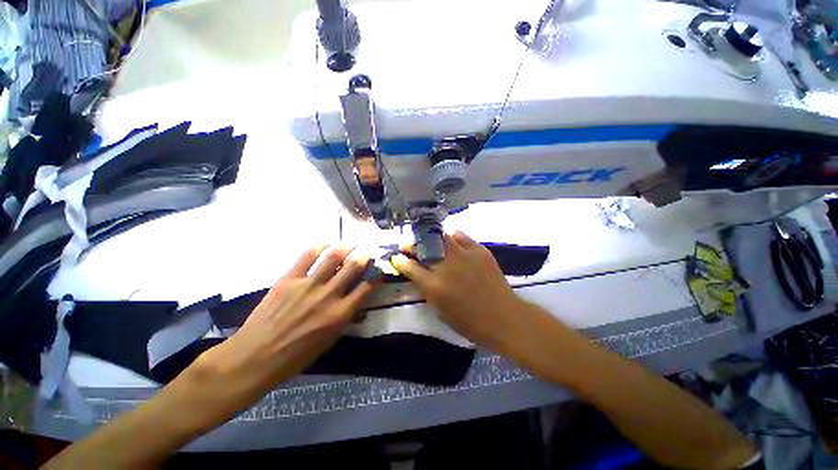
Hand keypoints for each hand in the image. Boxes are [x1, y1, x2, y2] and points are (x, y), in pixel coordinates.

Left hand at [202, 244, 374, 398]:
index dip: (376, 275)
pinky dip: (319, 246)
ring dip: (346, 247)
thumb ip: (345, 318)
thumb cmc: (296, 356)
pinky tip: (326, 243)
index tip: (379, 270)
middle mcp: (328, 295)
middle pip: (353, 267)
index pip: (366, 287)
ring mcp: (308, 284)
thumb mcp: (329, 341)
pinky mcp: (289, 278)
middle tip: (368, 249)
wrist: (255, 357)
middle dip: (364, 255)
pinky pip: (307, 255)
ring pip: (333, 257)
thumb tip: (355, 302)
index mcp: (340, 314)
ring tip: (351, 243)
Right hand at [391, 231, 525, 351]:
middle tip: (408, 243)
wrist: (503, 317)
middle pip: (423, 247)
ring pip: (442, 236)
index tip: (396, 257)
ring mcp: (464, 256)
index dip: (400, 261)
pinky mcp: (479, 251)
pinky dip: (454, 237)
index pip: (410, 267)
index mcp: (434, 286)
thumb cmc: (469, 322)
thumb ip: (426, 290)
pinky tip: (452, 240)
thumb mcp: (440, 310)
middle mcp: (446, 267)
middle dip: (412, 243)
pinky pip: (462, 236)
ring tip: (430, 239)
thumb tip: (418, 275)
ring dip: (432, 237)